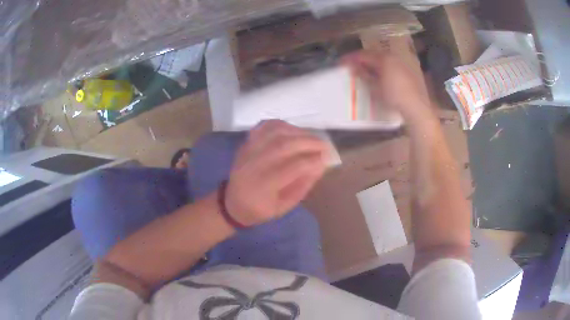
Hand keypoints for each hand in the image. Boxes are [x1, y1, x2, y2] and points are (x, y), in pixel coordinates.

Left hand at [224, 120, 327, 226]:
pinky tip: (292, 130)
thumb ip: (302, 186)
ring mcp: (247, 151)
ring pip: (274, 132)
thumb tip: (320, 165)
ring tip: (311, 137)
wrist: (232, 203)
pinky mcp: (245, 143)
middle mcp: (253, 165)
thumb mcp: (283, 207)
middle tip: (324, 145)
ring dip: (297, 131)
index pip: (291, 168)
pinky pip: (264, 126)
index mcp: (261, 187)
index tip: (326, 158)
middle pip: (282, 145)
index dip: (311, 161)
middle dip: (308, 142)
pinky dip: (281, 124)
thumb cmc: (259, 209)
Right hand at [342, 51, 431, 122]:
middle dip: (361, 59)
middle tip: (351, 65)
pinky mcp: (406, 70)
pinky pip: (389, 64)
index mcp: (383, 59)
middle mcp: (392, 57)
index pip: (363, 55)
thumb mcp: (375, 87)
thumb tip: (352, 67)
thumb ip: (363, 75)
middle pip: (372, 54)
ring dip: (371, 62)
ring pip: (381, 58)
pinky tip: (377, 74)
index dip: (351, 58)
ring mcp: (400, 63)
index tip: (341, 62)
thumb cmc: (394, 96)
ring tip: (363, 69)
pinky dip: (380, 66)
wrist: (415, 106)